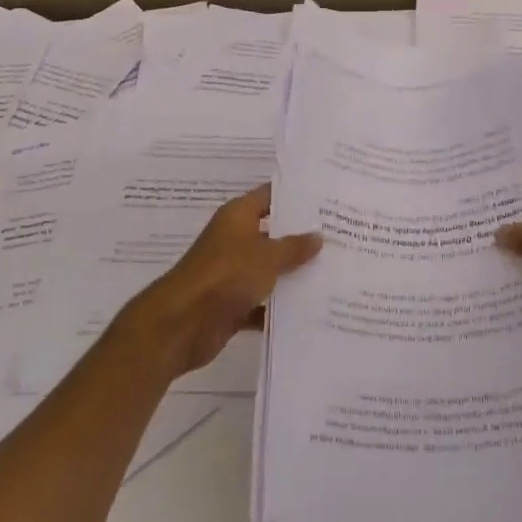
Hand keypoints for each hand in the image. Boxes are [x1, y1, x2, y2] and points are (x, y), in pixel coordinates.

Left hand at [121, 182, 321, 379]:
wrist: (181, 325)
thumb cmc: (225, 276)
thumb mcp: (267, 257)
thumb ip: (294, 247)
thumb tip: (318, 236)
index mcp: (238, 217)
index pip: (270, 196)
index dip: (296, 196)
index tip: (326, 198)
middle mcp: (235, 240)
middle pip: (274, 233)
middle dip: (302, 238)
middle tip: (340, 236)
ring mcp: (232, 273)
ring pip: (270, 270)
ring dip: (294, 275)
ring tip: (334, 273)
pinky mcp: (232, 304)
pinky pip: (262, 302)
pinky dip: (280, 307)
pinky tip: (312, 310)